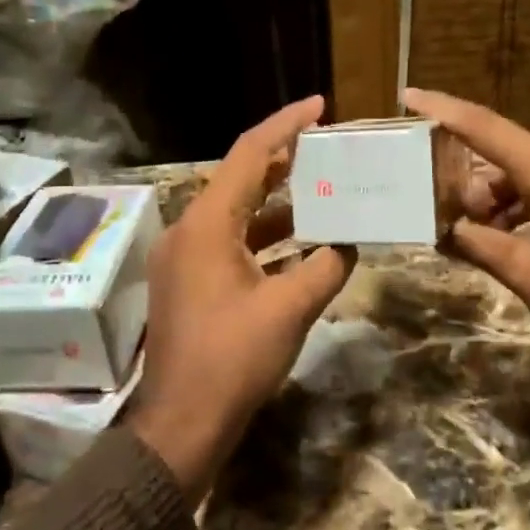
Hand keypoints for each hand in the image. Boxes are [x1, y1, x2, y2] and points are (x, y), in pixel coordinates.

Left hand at [127, 96, 356, 501]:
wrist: (182, 423)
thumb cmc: (233, 359)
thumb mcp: (290, 309)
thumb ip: (325, 266)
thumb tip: (347, 244)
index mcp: (207, 224)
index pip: (250, 155)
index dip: (286, 125)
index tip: (319, 106)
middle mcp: (189, 230)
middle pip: (241, 179)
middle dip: (285, 160)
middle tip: (328, 147)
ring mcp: (185, 258)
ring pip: (237, 213)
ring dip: (278, 202)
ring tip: (323, 189)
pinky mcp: (189, 283)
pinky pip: (231, 243)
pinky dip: (265, 237)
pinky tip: (300, 243)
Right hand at [404, 88, 529, 401]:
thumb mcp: (528, 275)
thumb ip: (481, 242)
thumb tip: (449, 228)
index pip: (487, 128)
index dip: (445, 111)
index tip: (410, 96)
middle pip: (513, 153)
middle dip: (478, 182)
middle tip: (453, 220)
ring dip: (508, 196)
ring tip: (485, 237)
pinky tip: (519, 235)